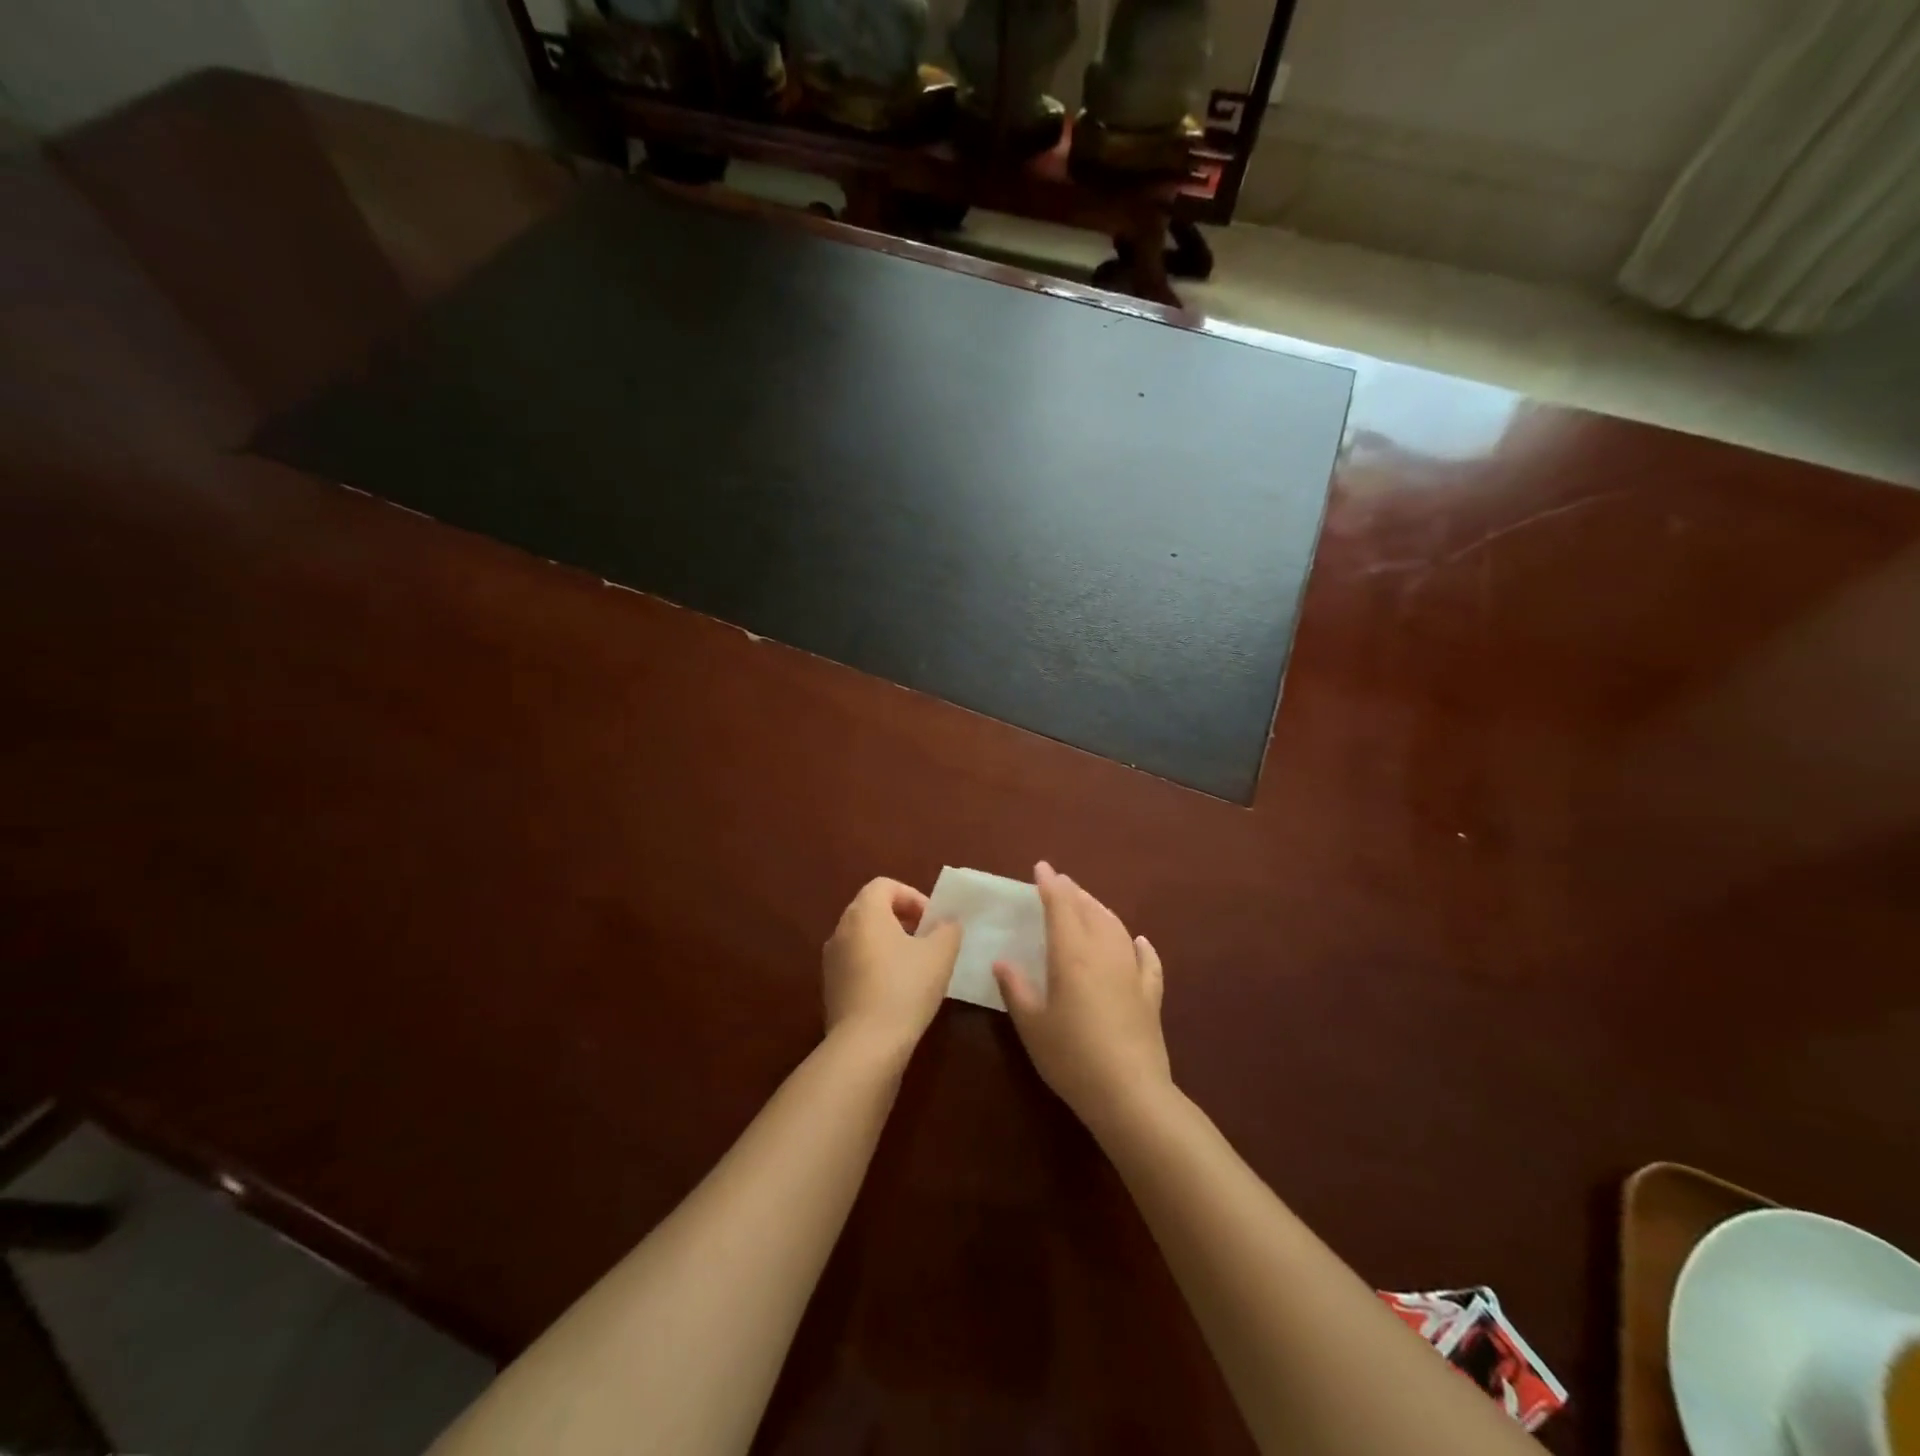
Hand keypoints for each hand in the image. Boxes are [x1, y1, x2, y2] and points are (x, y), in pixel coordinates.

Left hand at [823, 877, 960, 1056]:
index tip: (932, 921)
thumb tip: (946, 923)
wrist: (865, 1045)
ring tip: (916, 967)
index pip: (885, 885)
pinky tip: (897, 991)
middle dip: (902, 919)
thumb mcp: (940, 954)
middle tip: (928, 940)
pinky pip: (856, 963)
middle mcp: (841, 929)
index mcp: (864, 913)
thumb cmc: (905, 988)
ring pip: (864, 938)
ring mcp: (831, 960)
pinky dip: (876, 966)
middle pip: (872, 910)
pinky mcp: (830, 988)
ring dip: (889, 944)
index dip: (912, 896)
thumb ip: (948, 929)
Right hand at [993, 861, 1170, 1129]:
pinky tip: (1139, 941)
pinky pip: (1147, 961)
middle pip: (1090, 910)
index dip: (1050, 885)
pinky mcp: (1151, 995)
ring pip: (1117, 928)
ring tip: (1088, 903)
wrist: (1129, 1093)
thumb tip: (1002, 961)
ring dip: (1100, 909)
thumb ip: (1017, 989)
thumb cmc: (1071, 1057)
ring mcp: (1132, 973)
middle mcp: (1104, 953)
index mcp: (1071, 955)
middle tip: (1060, 882)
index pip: (1060, 907)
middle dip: (1074, 892)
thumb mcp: (1032, 1025)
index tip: (1041, 868)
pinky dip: (1140, 946)